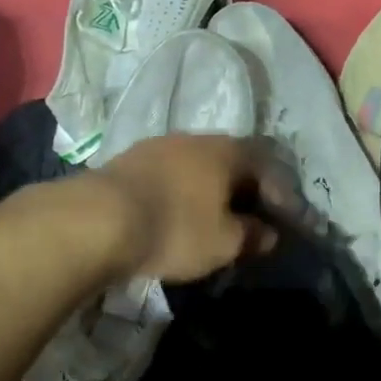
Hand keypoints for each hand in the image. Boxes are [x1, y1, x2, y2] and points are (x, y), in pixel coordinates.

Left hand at [92, 134, 282, 282]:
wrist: (97, 219)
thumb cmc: (175, 228)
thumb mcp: (224, 242)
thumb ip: (252, 235)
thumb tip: (269, 233)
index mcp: (228, 151)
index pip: (266, 167)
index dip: (279, 195)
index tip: (283, 220)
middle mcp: (196, 138)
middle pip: (230, 162)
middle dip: (243, 189)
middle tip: (248, 217)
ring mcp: (159, 145)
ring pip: (196, 166)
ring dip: (207, 189)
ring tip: (210, 217)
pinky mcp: (128, 159)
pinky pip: (168, 174)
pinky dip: (179, 192)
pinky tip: (174, 212)